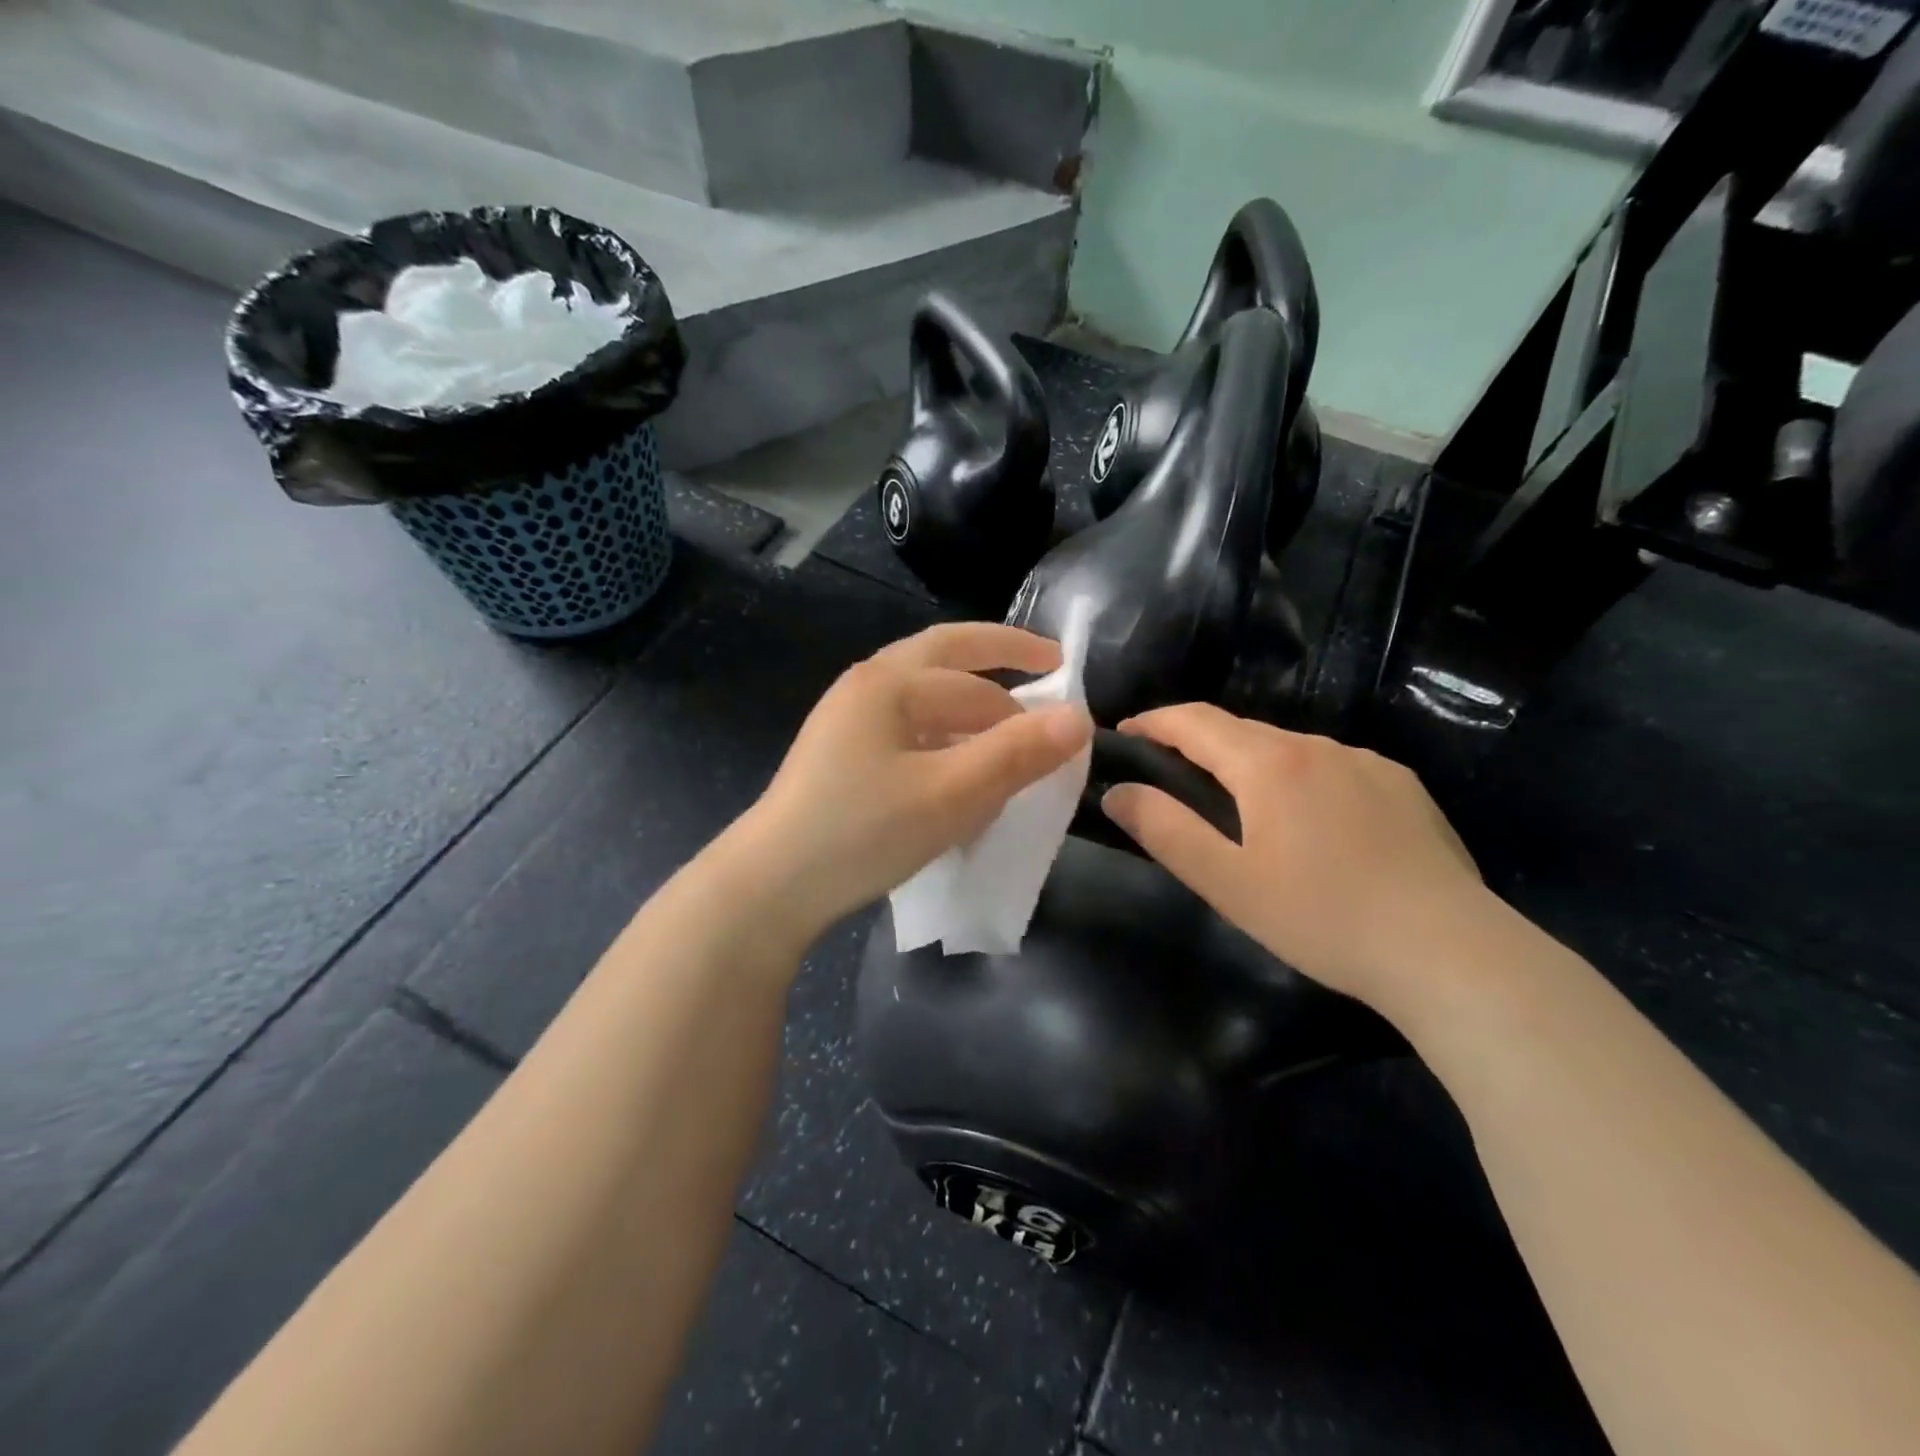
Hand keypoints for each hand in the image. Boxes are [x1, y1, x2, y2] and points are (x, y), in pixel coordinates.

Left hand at [732, 622, 1092, 938]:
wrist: (771, 886)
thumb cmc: (863, 832)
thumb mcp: (951, 795)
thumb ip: (1017, 754)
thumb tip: (1079, 717)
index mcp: (890, 683)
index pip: (978, 683)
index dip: (1029, 703)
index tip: (1070, 725)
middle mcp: (867, 687)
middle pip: (945, 657)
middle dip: (998, 657)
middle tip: (1047, 662)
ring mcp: (848, 721)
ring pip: (925, 694)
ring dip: (969, 702)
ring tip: (1007, 727)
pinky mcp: (841, 756)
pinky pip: (907, 728)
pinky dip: (943, 734)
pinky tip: (957, 768)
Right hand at [1101, 703, 1486, 1008]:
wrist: (1450, 953)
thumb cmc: (1322, 917)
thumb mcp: (1227, 883)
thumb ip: (1165, 831)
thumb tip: (1118, 791)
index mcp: (1269, 763)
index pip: (1194, 720)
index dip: (1153, 721)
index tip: (1124, 734)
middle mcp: (1317, 745)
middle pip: (1240, 729)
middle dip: (1197, 742)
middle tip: (1170, 772)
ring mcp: (1368, 762)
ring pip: (1289, 747)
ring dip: (1251, 763)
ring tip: (1240, 805)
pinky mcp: (1404, 786)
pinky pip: (1333, 767)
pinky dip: (1301, 779)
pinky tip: (1312, 824)